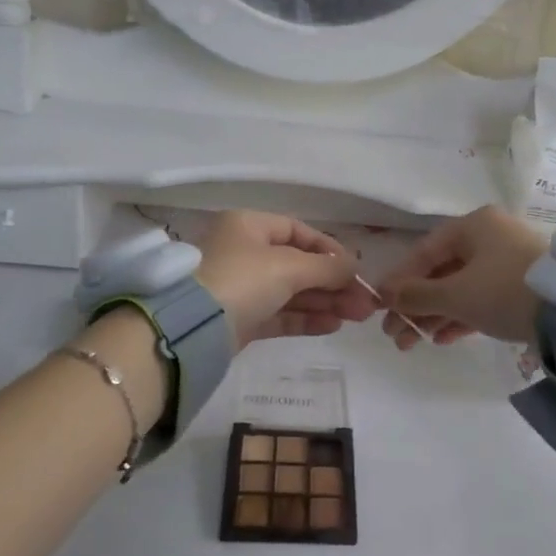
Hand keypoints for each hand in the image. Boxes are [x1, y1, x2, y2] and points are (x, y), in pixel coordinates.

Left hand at [194, 211, 374, 349]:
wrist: (190, 329)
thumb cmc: (242, 279)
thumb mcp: (289, 267)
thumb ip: (327, 267)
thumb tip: (355, 266)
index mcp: (248, 226)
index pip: (298, 231)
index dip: (329, 249)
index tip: (355, 268)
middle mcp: (243, 252)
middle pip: (298, 264)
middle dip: (333, 283)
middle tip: (364, 303)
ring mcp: (240, 288)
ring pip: (291, 291)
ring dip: (325, 302)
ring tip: (357, 316)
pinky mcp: (240, 319)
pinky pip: (279, 314)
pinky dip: (306, 318)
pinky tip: (333, 325)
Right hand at [376, 206, 546, 349]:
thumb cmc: (505, 290)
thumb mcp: (456, 294)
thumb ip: (417, 295)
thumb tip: (385, 295)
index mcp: (474, 225)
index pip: (425, 251)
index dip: (399, 280)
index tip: (379, 306)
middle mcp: (490, 237)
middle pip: (441, 271)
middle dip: (415, 305)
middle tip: (394, 334)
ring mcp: (508, 263)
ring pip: (460, 288)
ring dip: (434, 315)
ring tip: (411, 343)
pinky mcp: (521, 288)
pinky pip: (481, 299)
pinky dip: (460, 317)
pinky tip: (441, 339)